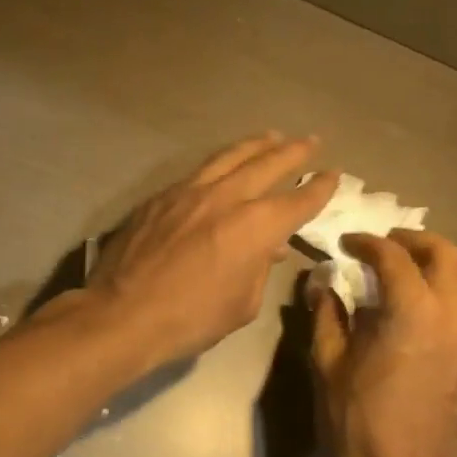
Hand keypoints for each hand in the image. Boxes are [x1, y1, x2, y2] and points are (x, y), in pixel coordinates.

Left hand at [82, 133, 339, 367]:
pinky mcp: (159, 198)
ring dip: (254, 146)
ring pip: (228, 158)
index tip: (333, 175)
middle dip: (293, 152)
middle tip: (310, 141)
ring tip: (270, 137)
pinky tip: (220, 168)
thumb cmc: (190, 319)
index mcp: (255, 227)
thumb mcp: (241, 305)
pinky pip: (197, 172)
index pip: (297, 200)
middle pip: (266, 164)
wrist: (123, 314)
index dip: (319, 188)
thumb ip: (259, 270)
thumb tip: (267, 249)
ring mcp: (188, 192)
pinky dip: (218, 165)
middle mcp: (225, 198)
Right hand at [309, 229, 456, 456]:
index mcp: (412, 310)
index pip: (393, 256)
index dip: (367, 243)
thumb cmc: (355, 420)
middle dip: (413, 241)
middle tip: (384, 245)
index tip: (346, 244)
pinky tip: (423, 313)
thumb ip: (327, 313)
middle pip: (446, 254)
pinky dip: (448, 296)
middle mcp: (454, 315)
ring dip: (436, 267)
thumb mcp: (327, 363)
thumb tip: (321, 281)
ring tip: (405, 274)